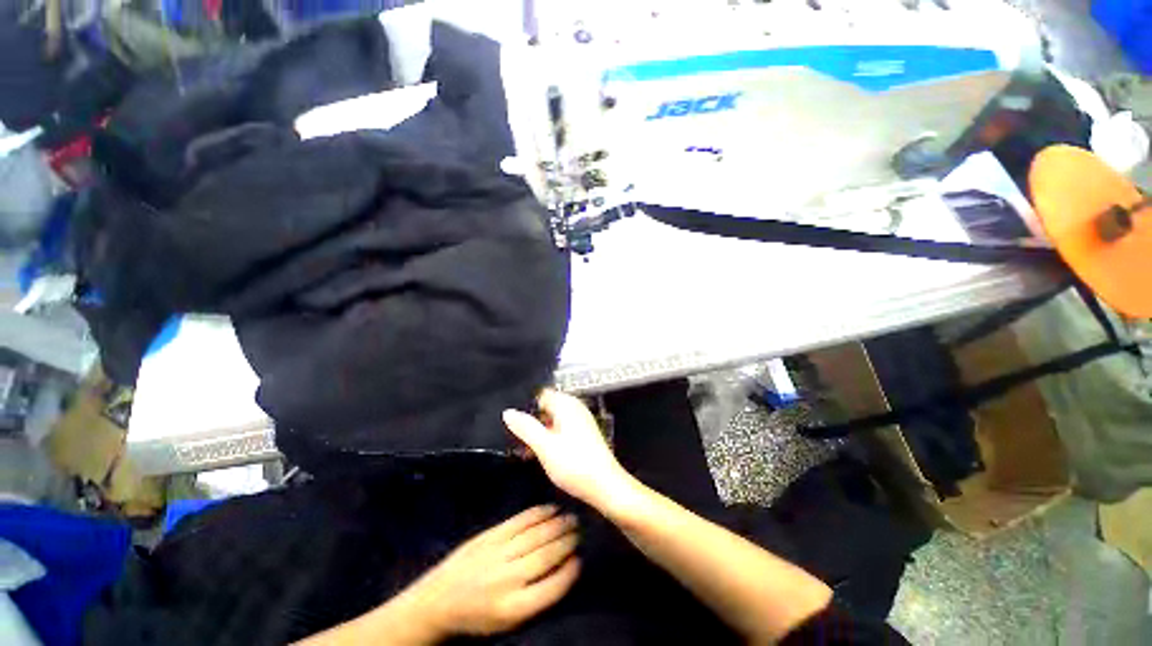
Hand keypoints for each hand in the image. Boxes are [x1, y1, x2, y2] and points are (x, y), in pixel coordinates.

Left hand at [405, 505, 580, 637]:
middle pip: (546, 556)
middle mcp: (508, 579)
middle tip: (581, 529)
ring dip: (557, 524)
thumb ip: (538, 596)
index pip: (553, 587)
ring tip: (571, 517)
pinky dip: (538, 513)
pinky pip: (520, 521)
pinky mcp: (490, 535)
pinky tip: (551, 508)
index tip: (581, 558)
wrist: (439, 600)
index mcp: (514, 607)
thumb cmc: (478, 614)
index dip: (570, 570)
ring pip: (536, 535)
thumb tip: (565, 567)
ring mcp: (498, 553)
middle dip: (567, 541)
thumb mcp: (509, 619)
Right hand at [503, 390, 635, 511]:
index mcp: (567, 405)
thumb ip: (525, 427)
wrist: (605, 487)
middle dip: (530, 421)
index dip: (526, 406)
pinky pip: (560, 430)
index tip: (512, 421)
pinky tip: (539, 455)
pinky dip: (548, 439)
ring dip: (538, 432)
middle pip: (546, 407)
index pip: (541, 394)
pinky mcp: (583, 435)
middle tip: (514, 438)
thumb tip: (508, 412)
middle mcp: (575, 408)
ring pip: (552, 421)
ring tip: (523, 450)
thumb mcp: (544, 446)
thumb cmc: (575, 465)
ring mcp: (580, 421)